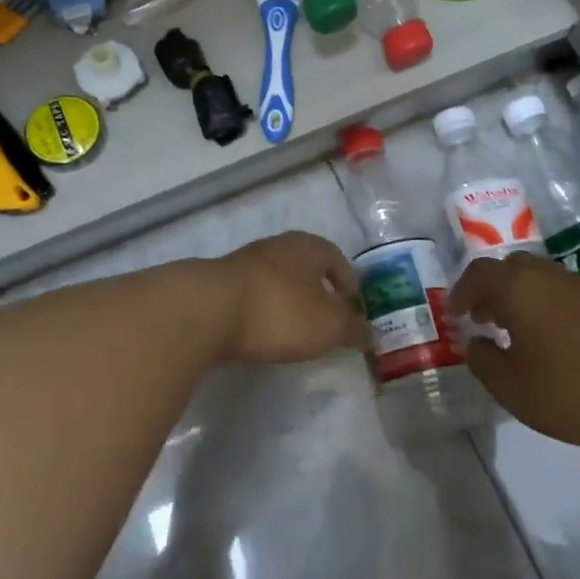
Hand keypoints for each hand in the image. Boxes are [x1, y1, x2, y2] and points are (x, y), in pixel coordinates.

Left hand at [214, 232, 370, 365]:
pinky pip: (254, 295)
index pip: (337, 258)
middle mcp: (277, 246)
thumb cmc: (280, 311)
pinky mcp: (221, 283)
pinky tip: (263, 332)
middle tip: (328, 320)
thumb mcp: (328, 326)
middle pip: (306, 267)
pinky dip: (264, 310)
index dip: (350, 284)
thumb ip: (353, 328)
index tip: (355, 309)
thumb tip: (371, 332)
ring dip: (290, 300)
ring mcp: (245, 262)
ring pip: (278, 279)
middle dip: (319, 291)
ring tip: (297, 330)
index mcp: (308, 247)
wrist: (208, 310)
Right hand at [454, 252, 579, 454]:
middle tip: (482, 318)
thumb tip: (476, 343)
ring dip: (518, 295)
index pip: (479, 273)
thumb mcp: (509, 386)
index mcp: (518, 287)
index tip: (456, 314)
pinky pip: (560, 291)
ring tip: (513, 329)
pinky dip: (543, 303)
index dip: (462, 291)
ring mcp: (578, 287)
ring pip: (537, 277)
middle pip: (510, 267)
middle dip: (490, 288)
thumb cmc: (568, 391)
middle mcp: (547, 276)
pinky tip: (547, 338)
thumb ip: (482, 360)